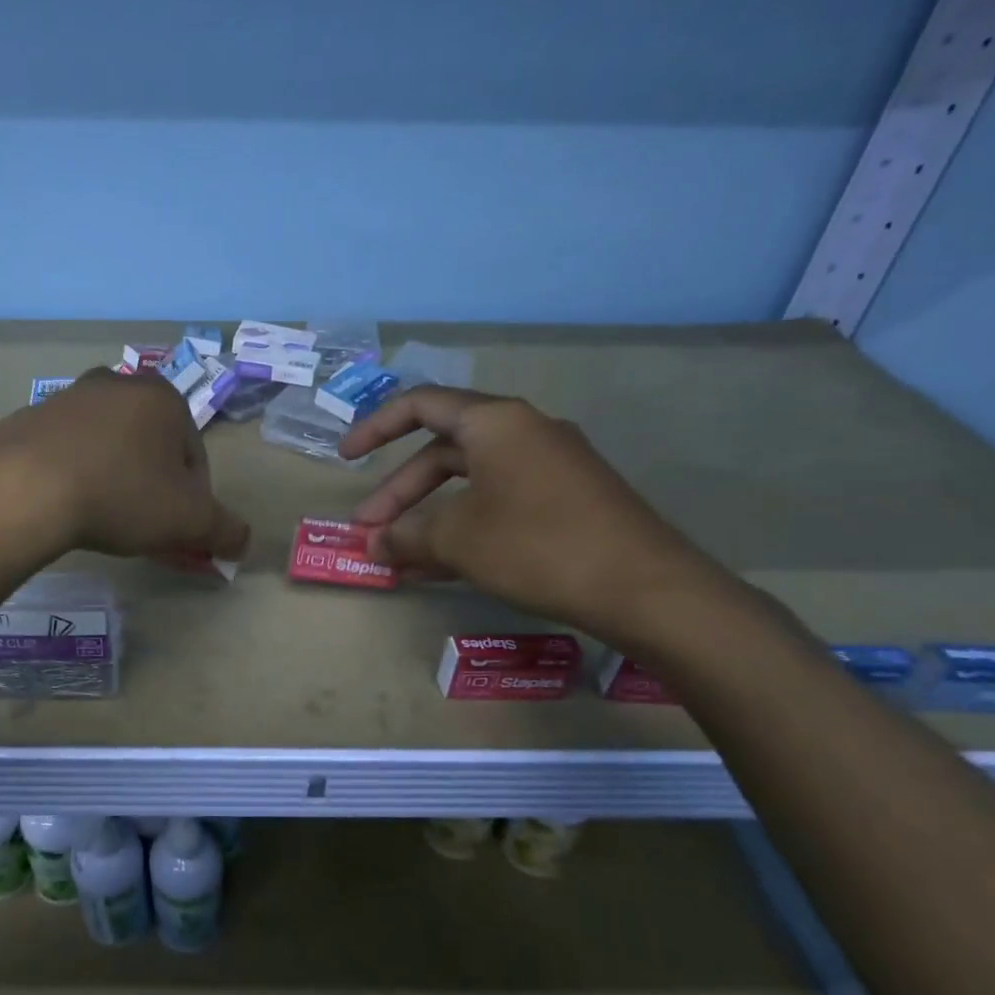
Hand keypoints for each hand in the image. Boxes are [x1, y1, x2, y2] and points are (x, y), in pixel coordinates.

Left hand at [0, 369, 250, 563]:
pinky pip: (65, 450)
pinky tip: (65, 505)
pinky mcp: (28, 417)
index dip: (192, 498)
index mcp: (163, 397)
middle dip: (152, 484)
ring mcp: (68, 397)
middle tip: (141, 525)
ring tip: (101, 518)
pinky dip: (73, 474)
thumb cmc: (122, 495)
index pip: (193, 454)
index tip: (177, 530)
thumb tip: (242, 541)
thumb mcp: (188, 521)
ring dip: (113, 477)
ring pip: (107, 445)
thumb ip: (224, 530)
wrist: (24, 488)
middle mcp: (117, 384)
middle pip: (150, 445)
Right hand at [340, 387, 732, 647]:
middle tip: (371, 530)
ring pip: (470, 484)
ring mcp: (550, 469)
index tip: (347, 458)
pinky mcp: (567, 503)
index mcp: (496, 422)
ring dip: (429, 518)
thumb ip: (407, 536)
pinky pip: (499, 506)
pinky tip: (438, 569)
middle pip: (443, 452)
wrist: (647, 590)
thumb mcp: (459, 540)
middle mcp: (523, 433)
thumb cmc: (538, 545)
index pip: (421, 405)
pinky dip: (465, 529)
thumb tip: (374, 544)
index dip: (376, 427)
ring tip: (397, 557)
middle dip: (400, 492)